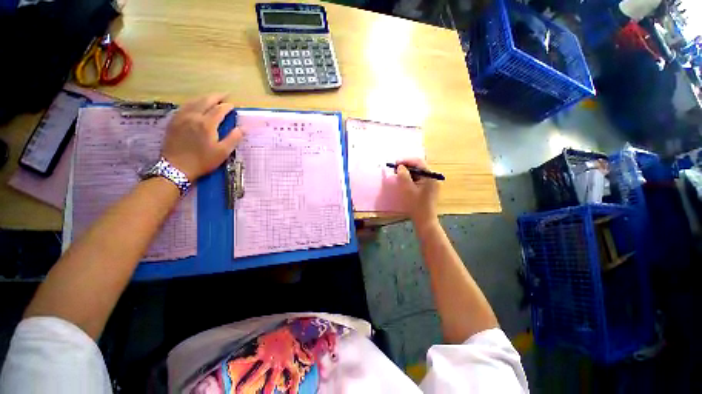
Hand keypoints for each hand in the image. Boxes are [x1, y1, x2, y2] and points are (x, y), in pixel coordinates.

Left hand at [162, 94, 242, 180]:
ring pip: (193, 102)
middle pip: (205, 101)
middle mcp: (193, 116)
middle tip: (224, 95)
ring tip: (211, 97)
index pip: (219, 110)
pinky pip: (184, 107)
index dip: (227, 106)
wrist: (176, 167)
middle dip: (216, 97)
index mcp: (207, 124)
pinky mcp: (173, 121)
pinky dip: (192, 102)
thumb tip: (244, 128)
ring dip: (204, 97)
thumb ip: (234, 138)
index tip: (233, 106)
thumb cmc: (203, 161)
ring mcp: (181, 117)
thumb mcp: (222, 152)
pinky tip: (195, 104)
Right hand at [396, 158, 439, 229]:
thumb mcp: (407, 189)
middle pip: (419, 166)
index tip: (395, 163)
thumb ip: (403, 175)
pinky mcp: (428, 188)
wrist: (424, 220)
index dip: (406, 160)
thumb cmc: (416, 204)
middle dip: (406, 166)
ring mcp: (431, 183)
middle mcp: (432, 177)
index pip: (418, 162)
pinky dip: (410, 178)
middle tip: (395, 169)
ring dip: (408, 172)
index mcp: (429, 176)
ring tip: (398, 174)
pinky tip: (404, 181)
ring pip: (418, 173)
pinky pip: (418, 179)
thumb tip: (400, 167)